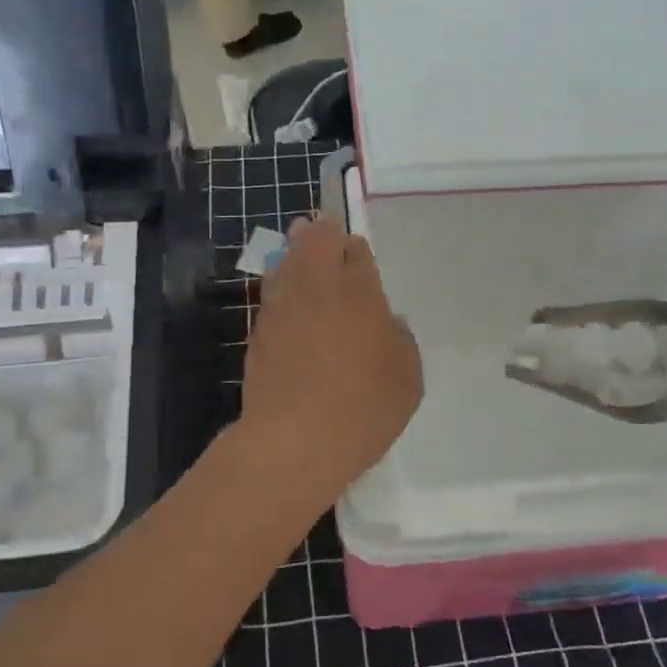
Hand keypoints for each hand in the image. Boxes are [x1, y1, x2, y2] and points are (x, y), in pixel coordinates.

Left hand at [235, 214, 422, 504]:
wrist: (295, 440)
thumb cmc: (364, 408)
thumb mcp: (407, 378)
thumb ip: (400, 342)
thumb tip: (388, 324)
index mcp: (360, 293)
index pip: (357, 252)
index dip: (356, 249)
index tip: (356, 252)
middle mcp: (319, 290)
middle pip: (315, 242)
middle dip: (321, 231)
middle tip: (322, 227)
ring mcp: (283, 309)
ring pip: (286, 262)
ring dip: (294, 251)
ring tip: (298, 244)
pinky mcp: (259, 333)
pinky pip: (270, 294)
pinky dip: (277, 284)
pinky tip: (282, 291)